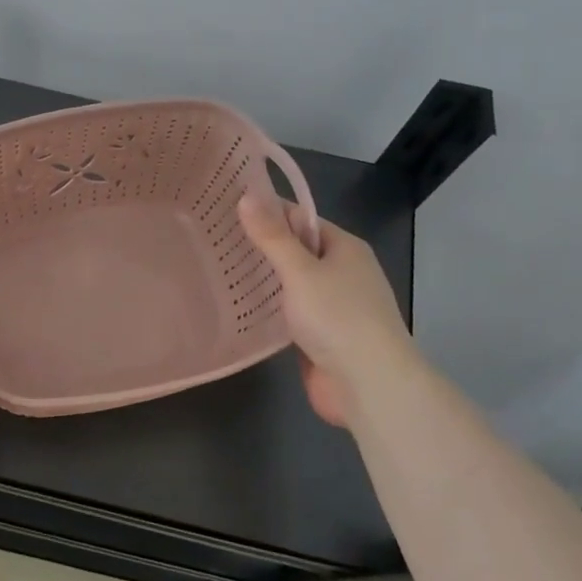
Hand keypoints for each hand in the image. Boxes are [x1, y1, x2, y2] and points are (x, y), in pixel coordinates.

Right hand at [237, 192, 412, 430]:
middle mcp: (341, 273)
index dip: (267, 211)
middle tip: (212, 238)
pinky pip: (288, 313)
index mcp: (345, 248)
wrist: (369, 385)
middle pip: (295, 251)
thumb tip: (246, 195)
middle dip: (259, 246)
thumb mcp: (301, 271)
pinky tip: (235, 305)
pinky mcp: (319, 336)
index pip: (301, 219)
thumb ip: (272, 237)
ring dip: (260, 279)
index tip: (227, 206)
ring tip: (214, 267)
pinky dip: (266, 309)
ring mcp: (331, 306)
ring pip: (290, 284)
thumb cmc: (338, 317)